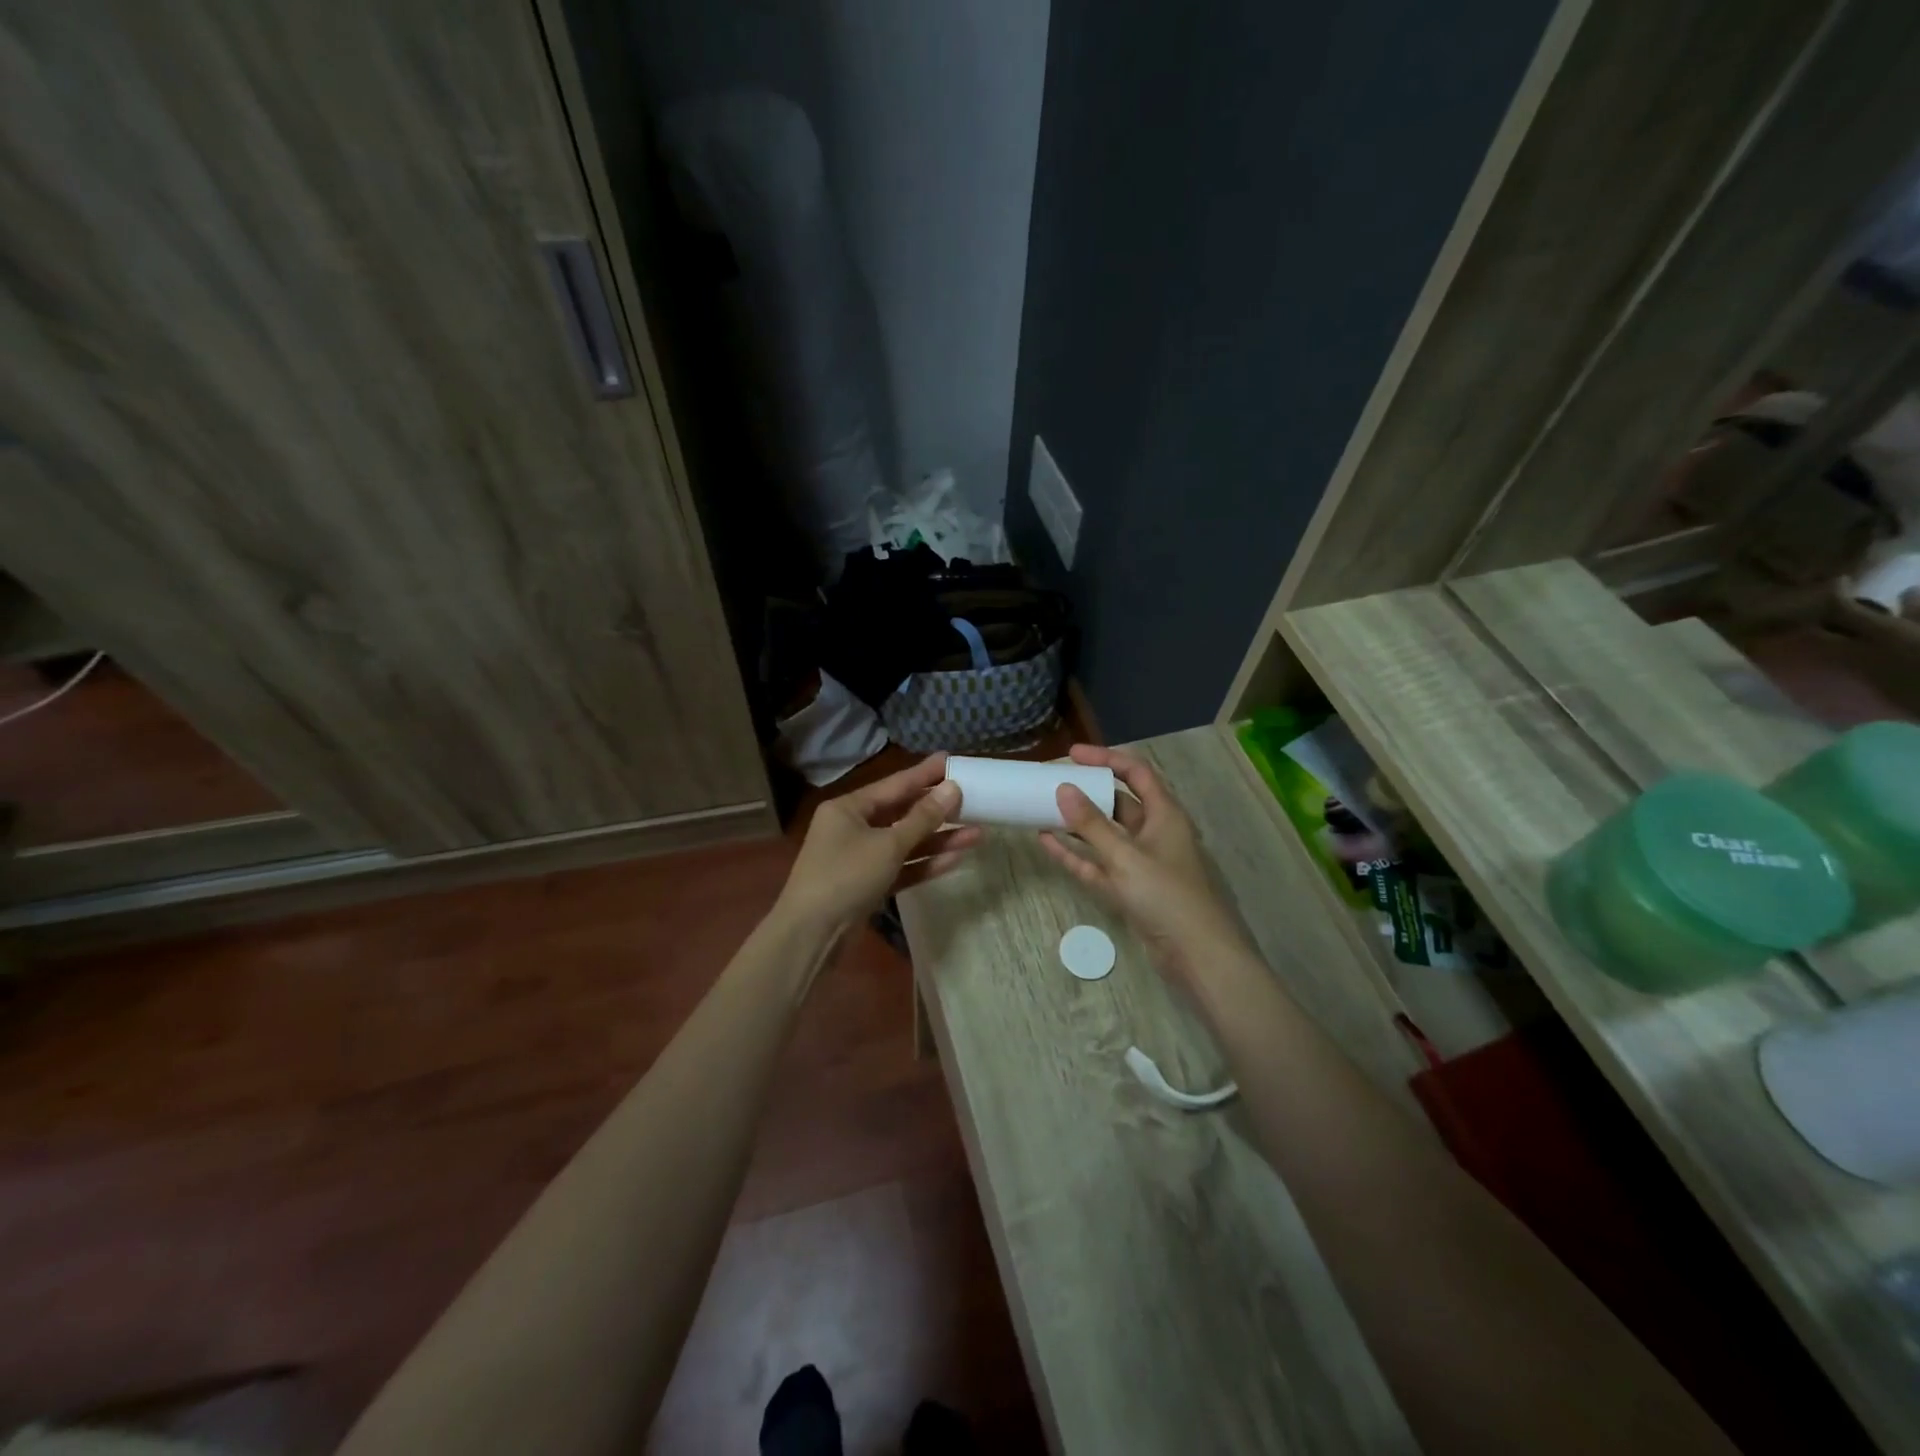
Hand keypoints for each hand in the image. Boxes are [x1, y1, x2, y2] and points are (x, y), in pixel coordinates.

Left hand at [777, 753, 981, 932]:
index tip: (951, 759)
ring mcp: (861, 858)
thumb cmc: (845, 877)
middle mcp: (853, 828)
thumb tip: (952, 788)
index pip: (894, 785)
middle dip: (937, 810)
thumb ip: (922, 818)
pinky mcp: (869, 885)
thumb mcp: (888, 845)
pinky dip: (925, 864)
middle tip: (973, 798)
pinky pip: (902, 867)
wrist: (811, 935)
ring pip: (905, 843)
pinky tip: (956, 859)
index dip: (924, 773)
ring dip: (938, 840)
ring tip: (977, 833)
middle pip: (901, 813)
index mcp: (848, 808)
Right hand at [1039, 745, 1250, 987]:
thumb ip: (1091, 825)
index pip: (1135, 772)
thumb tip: (1063, 789)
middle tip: (1052, 783)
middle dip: (1086, 792)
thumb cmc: (1166, 896)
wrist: (1196, 956)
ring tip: (1042, 809)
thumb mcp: (1126, 856)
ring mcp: (1140, 862)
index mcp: (1164, 814)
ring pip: (1104, 834)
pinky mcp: (1129, 889)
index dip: (1105, 759)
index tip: (1071, 755)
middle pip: (1117, 802)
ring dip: (1076, 824)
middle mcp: (1153, 833)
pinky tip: (1047, 842)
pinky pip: (1097, 863)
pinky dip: (1075, 854)